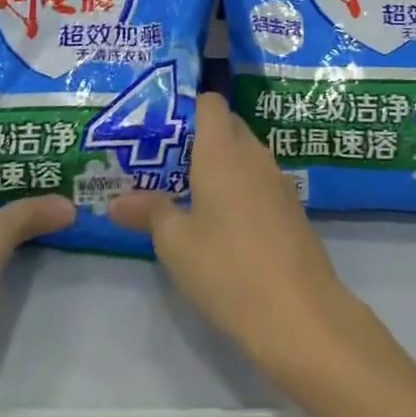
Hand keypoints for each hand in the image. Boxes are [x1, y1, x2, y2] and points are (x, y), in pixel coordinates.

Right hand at [110, 93, 363, 385]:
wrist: (299, 314)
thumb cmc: (227, 268)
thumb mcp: (175, 243)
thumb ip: (148, 212)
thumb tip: (116, 202)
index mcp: (223, 151)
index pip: (210, 103)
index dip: (187, 105)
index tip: (160, 125)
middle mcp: (254, 156)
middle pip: (228, 126)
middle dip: (198, 137)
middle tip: (164, 162)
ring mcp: (278, 182)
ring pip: (245, 156)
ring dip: (220, 165)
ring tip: (186, 191)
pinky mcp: (292, 210)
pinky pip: (259, 182)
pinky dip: (239, 188)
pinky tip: (222, 222)